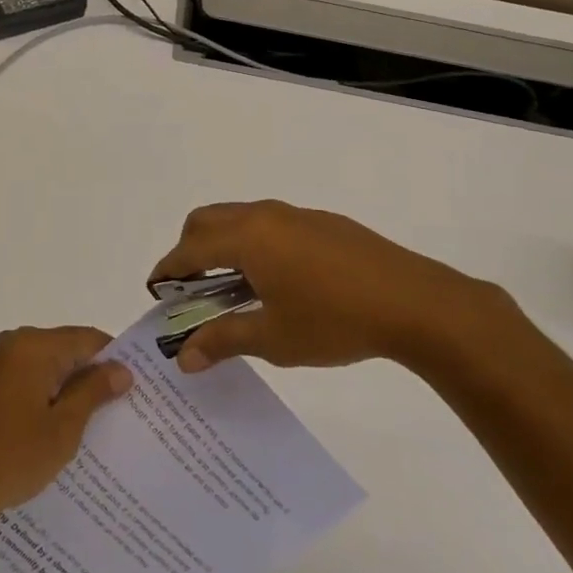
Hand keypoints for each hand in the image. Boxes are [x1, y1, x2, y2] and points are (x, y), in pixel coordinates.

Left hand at [0, 326, 132, 526]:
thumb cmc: (11, 454)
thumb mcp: (63, 427)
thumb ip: (93, 392)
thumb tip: (121, 369)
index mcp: (34, 345)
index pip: (87, 338)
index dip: (114, 359)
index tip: (135, 387)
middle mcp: (12, 344)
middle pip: (64, 350)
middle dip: (90, 376)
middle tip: (118, 410)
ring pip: (43, 368)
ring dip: (65, 390)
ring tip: (90, 426)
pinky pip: (23, 382)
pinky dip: (41, 398)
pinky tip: (51, 432)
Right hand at [150, 200, 514, 373]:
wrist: (415, 303)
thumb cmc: (335, 320)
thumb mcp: (273, 337)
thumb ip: (223, 341)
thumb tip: (184, 357)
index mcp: (247, 237)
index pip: (190, 248)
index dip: (168, 270)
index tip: (156, 291)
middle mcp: (265, 216)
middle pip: (207, 221)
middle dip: (189, 250)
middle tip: (192, 290)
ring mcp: (296, 215)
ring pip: (240, 219)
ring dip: (223, 245)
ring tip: (233, 289)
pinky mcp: (322, 223)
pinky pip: (270, 225)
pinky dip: (253, 244)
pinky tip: (277, 281)